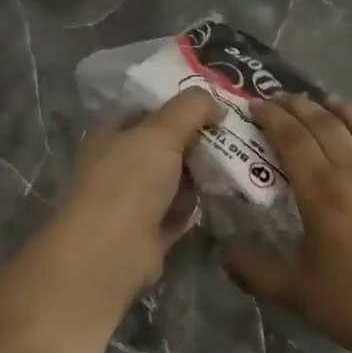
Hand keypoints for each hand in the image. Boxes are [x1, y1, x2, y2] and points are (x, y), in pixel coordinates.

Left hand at [52, 88, 221, 295]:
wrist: (112, 251)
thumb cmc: (130, 180)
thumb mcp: (161, 131)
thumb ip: (190, 108)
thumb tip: (216, 102)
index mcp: (111, 135)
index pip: (148, 111)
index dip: (180, 105)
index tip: (216, 104)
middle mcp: (118, 166)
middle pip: (164, 146)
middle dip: (197, 141)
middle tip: (236, 133)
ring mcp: (132, 201)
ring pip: (174, 180)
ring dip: (202, 174)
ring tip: (241, 161)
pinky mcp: (149, 232)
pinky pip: (179, 212)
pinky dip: (198, 205)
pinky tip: (227, 194)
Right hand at [226, 95, 351, 352]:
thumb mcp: (297, 293)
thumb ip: (256, 271)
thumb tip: (224, 256)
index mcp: (323, 190)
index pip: (293, 138)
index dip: (272, 117)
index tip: (256, 107)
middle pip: (326, 122)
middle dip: (300, 105)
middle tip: (282, 99)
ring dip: (342, 107)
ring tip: (329, 102)